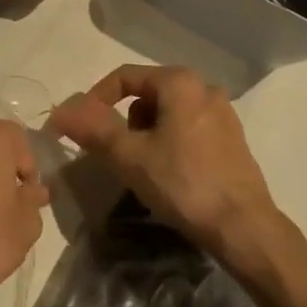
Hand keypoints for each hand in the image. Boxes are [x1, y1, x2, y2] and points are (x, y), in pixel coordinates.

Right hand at [48, 64, 282, 266]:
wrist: (245, 229)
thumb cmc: (184, 184)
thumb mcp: (131, 157)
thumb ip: (94, 129)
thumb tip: (61, 111)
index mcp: (179, 82)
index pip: (124, 77)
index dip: (96, 99)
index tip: (81, 128)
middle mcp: (204, 87)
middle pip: (147, 94)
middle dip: (127, 121)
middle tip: (119, 155)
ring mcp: (222, 112)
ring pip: (168, 113)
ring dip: (149, 134)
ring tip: (146, 170)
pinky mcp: (233, 138)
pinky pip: (189, 128)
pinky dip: (172, 143)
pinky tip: (172, 176)